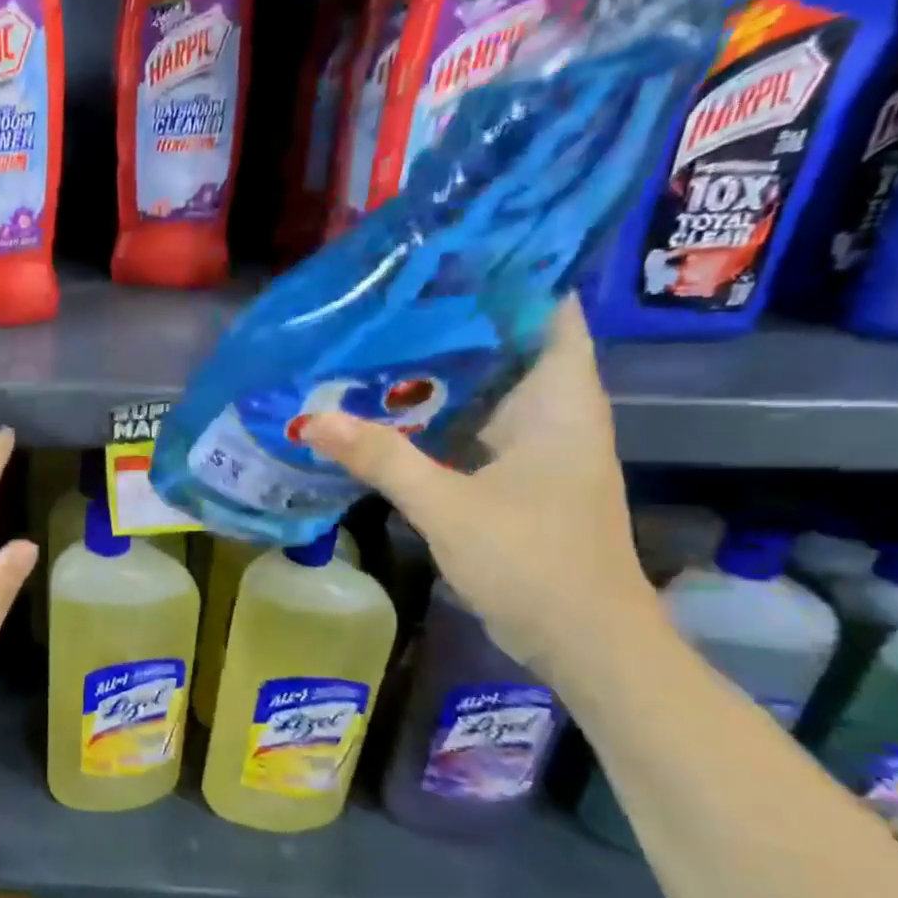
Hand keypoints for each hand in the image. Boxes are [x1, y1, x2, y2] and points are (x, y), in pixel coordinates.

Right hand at [301, 298, 657, 673]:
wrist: (585, 641)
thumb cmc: (534, 562)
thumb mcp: (448, 506)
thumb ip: (382, 459)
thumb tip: (311, 419)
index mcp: (560, 401)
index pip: (547, 311)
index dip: (506, 276)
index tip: (445, 255)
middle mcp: (554, 413)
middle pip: (507, 344)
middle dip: (451, 320)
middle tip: (384, 298)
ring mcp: (536, 447)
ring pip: (486, 388)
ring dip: (438, 371)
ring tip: (375, 342)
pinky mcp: (517, 477)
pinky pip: (473, 427)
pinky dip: (435, 415)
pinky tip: (386, 411)